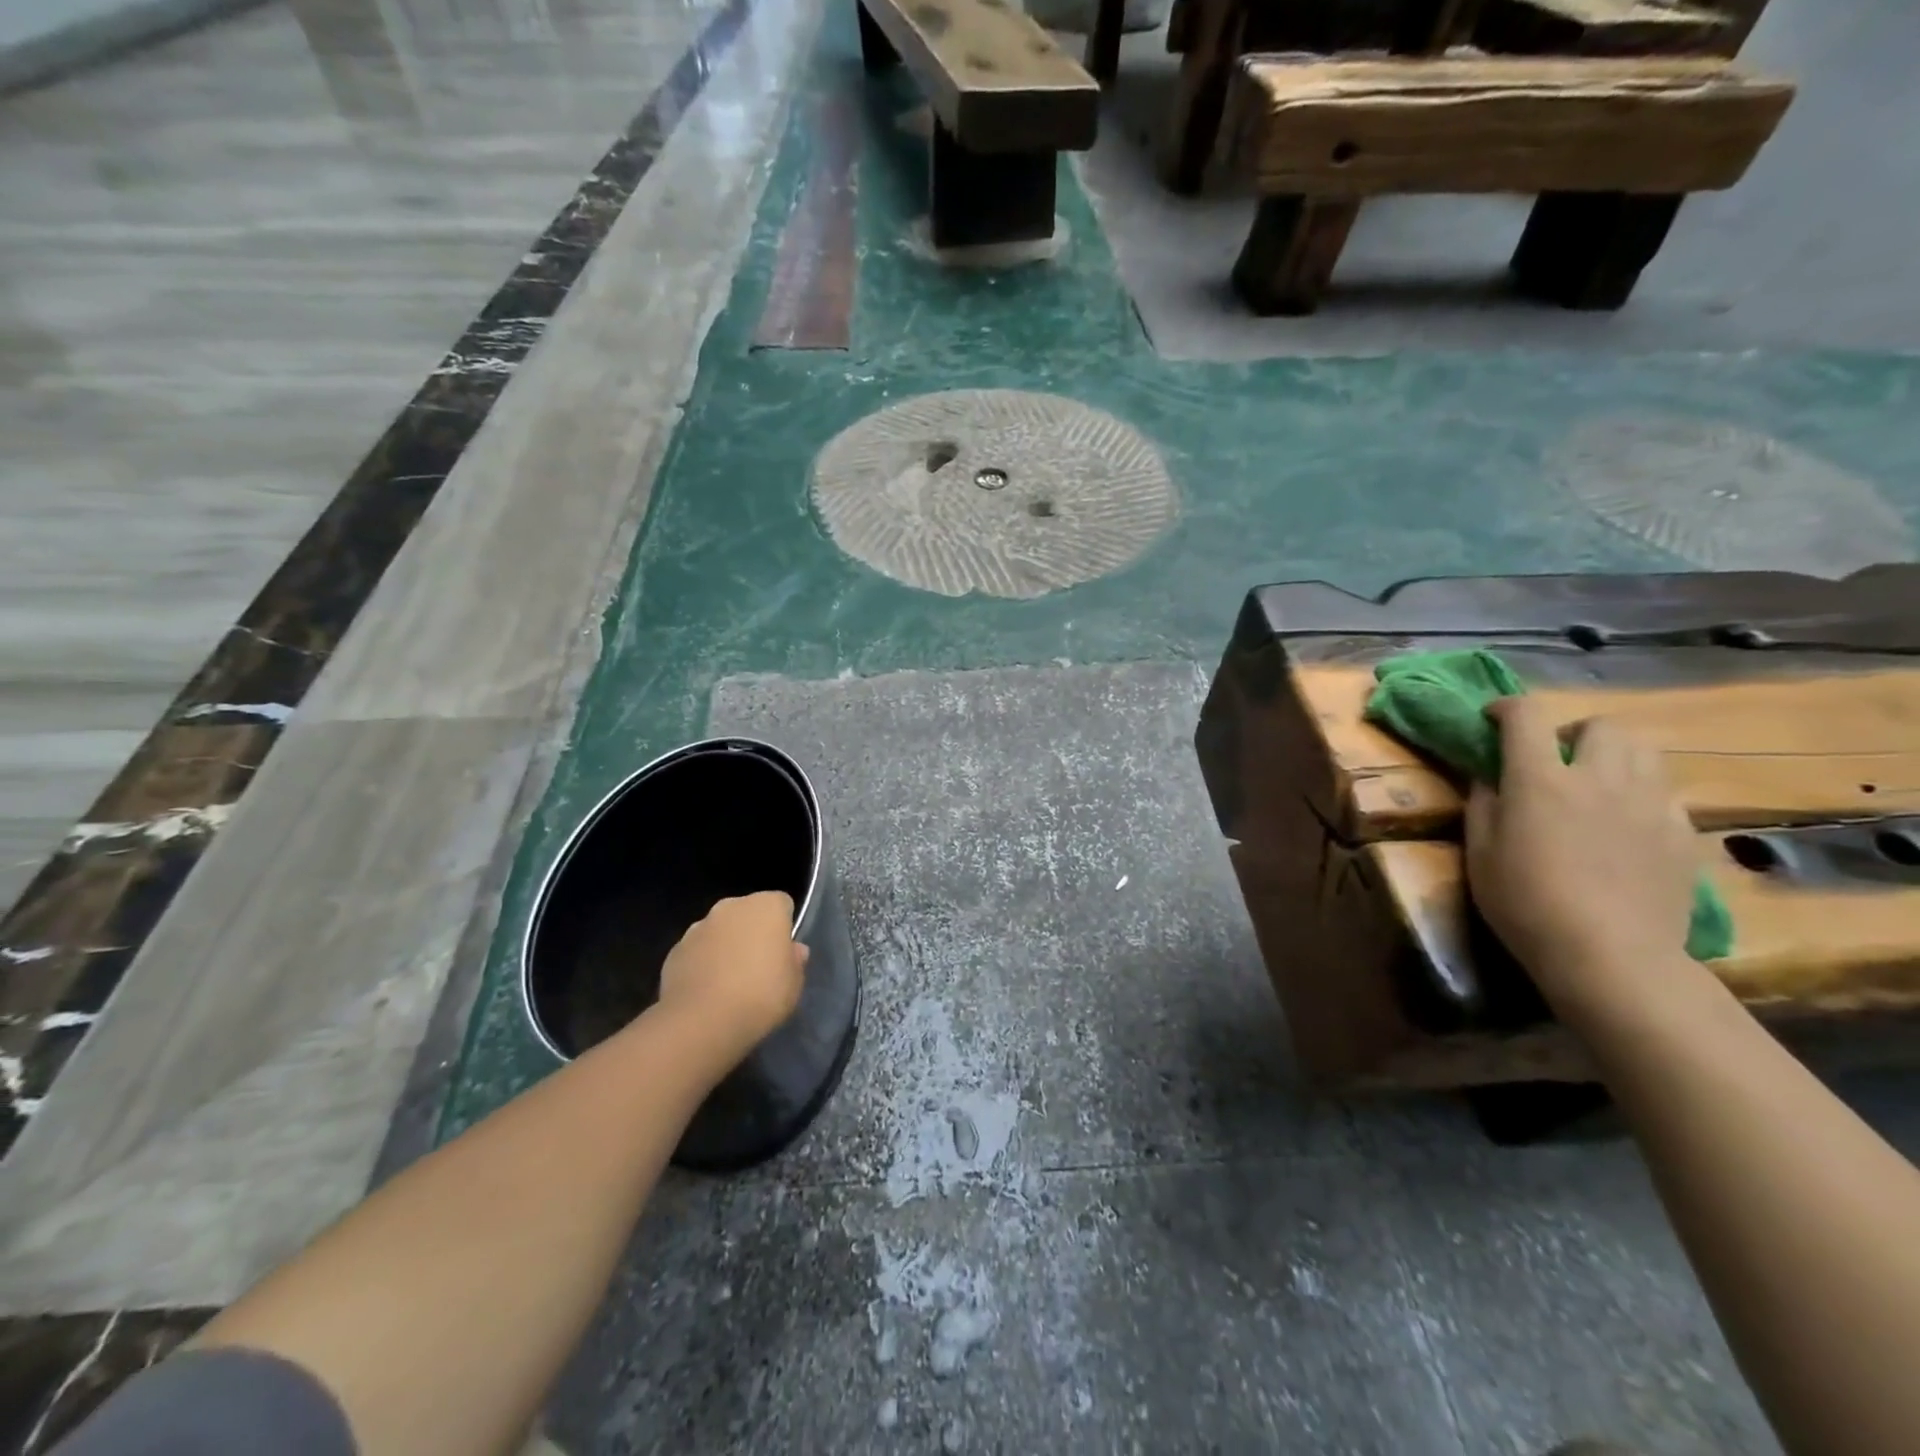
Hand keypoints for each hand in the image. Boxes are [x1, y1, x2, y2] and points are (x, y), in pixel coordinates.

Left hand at [655, 892, 807, 1060]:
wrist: (702, 1022)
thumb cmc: (761, 995)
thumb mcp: (794, 984)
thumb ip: (794, 961)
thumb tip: (793, 951)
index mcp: (766, 906)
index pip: (782, 904)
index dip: (784, 927)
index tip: (784, 953)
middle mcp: (731, 906)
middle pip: (747, 913)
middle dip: (752, 933)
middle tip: (759, 967)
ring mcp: (698, 926)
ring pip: (720, 931)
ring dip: (726, 947)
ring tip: (730, 983)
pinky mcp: (675, 950)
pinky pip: (697, 952)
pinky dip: (703, 964)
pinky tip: (707, 992)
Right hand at [1465, 698, 1698, 1015]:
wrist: (1610, 956)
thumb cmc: (1525, 903)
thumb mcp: (1480, 852)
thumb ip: (1484, 802)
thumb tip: (1489, 775)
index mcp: (1540, 779)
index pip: (1527, 716)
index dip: (1507, 708)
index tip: (1493, 720)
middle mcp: (1599, 777)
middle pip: (1600, 724)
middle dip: (1573, 732)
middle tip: (1555, 760)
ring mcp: (1649, 803)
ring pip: (1643, 750)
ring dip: (1614, 756)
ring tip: (1596, 785)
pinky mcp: (1682, 833)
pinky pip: (1664, 793)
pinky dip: (1640, 794)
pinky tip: (1625, 826)